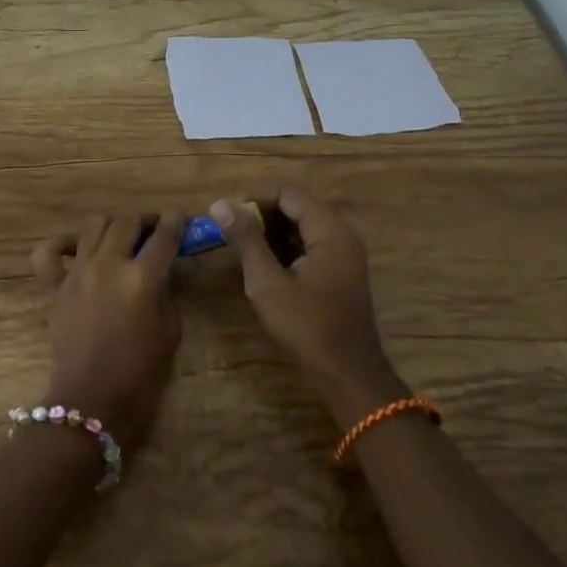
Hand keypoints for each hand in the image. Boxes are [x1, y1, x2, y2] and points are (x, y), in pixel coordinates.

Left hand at [31, 213, 186, 447]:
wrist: (90, 400)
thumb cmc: (139, 372)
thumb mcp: (170, 331)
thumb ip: (172, 291)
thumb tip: (179, 264)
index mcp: (141, 277)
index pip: (165, 235)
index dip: (177, 221)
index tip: (183, 218)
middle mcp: (108, 264)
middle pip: (127, 221)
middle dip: (146, 220)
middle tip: (155, 231)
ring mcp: (77, 272)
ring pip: (94, 225)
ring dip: (113, 225)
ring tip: (122, 238)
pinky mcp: (55, 286)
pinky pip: (49, 252)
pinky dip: (62, 244)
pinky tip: (78, 250)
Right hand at [211, 188, 403, 424]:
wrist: (346, 373)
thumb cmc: (306, 326)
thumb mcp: (267, 282)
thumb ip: (246, 239)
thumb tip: (220, 203)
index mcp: (329, 230)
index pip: (288, 193)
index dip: (254, 197)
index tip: (225, 214)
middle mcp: (341, 234)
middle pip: (296, 206)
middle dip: (260, 214)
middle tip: (228, 231)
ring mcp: (343, 254)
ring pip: (302, 227)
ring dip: (271, 232)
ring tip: (239, 247)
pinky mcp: (339, 273)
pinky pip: (309, 246)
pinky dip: (284, 248)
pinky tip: (262, 265)